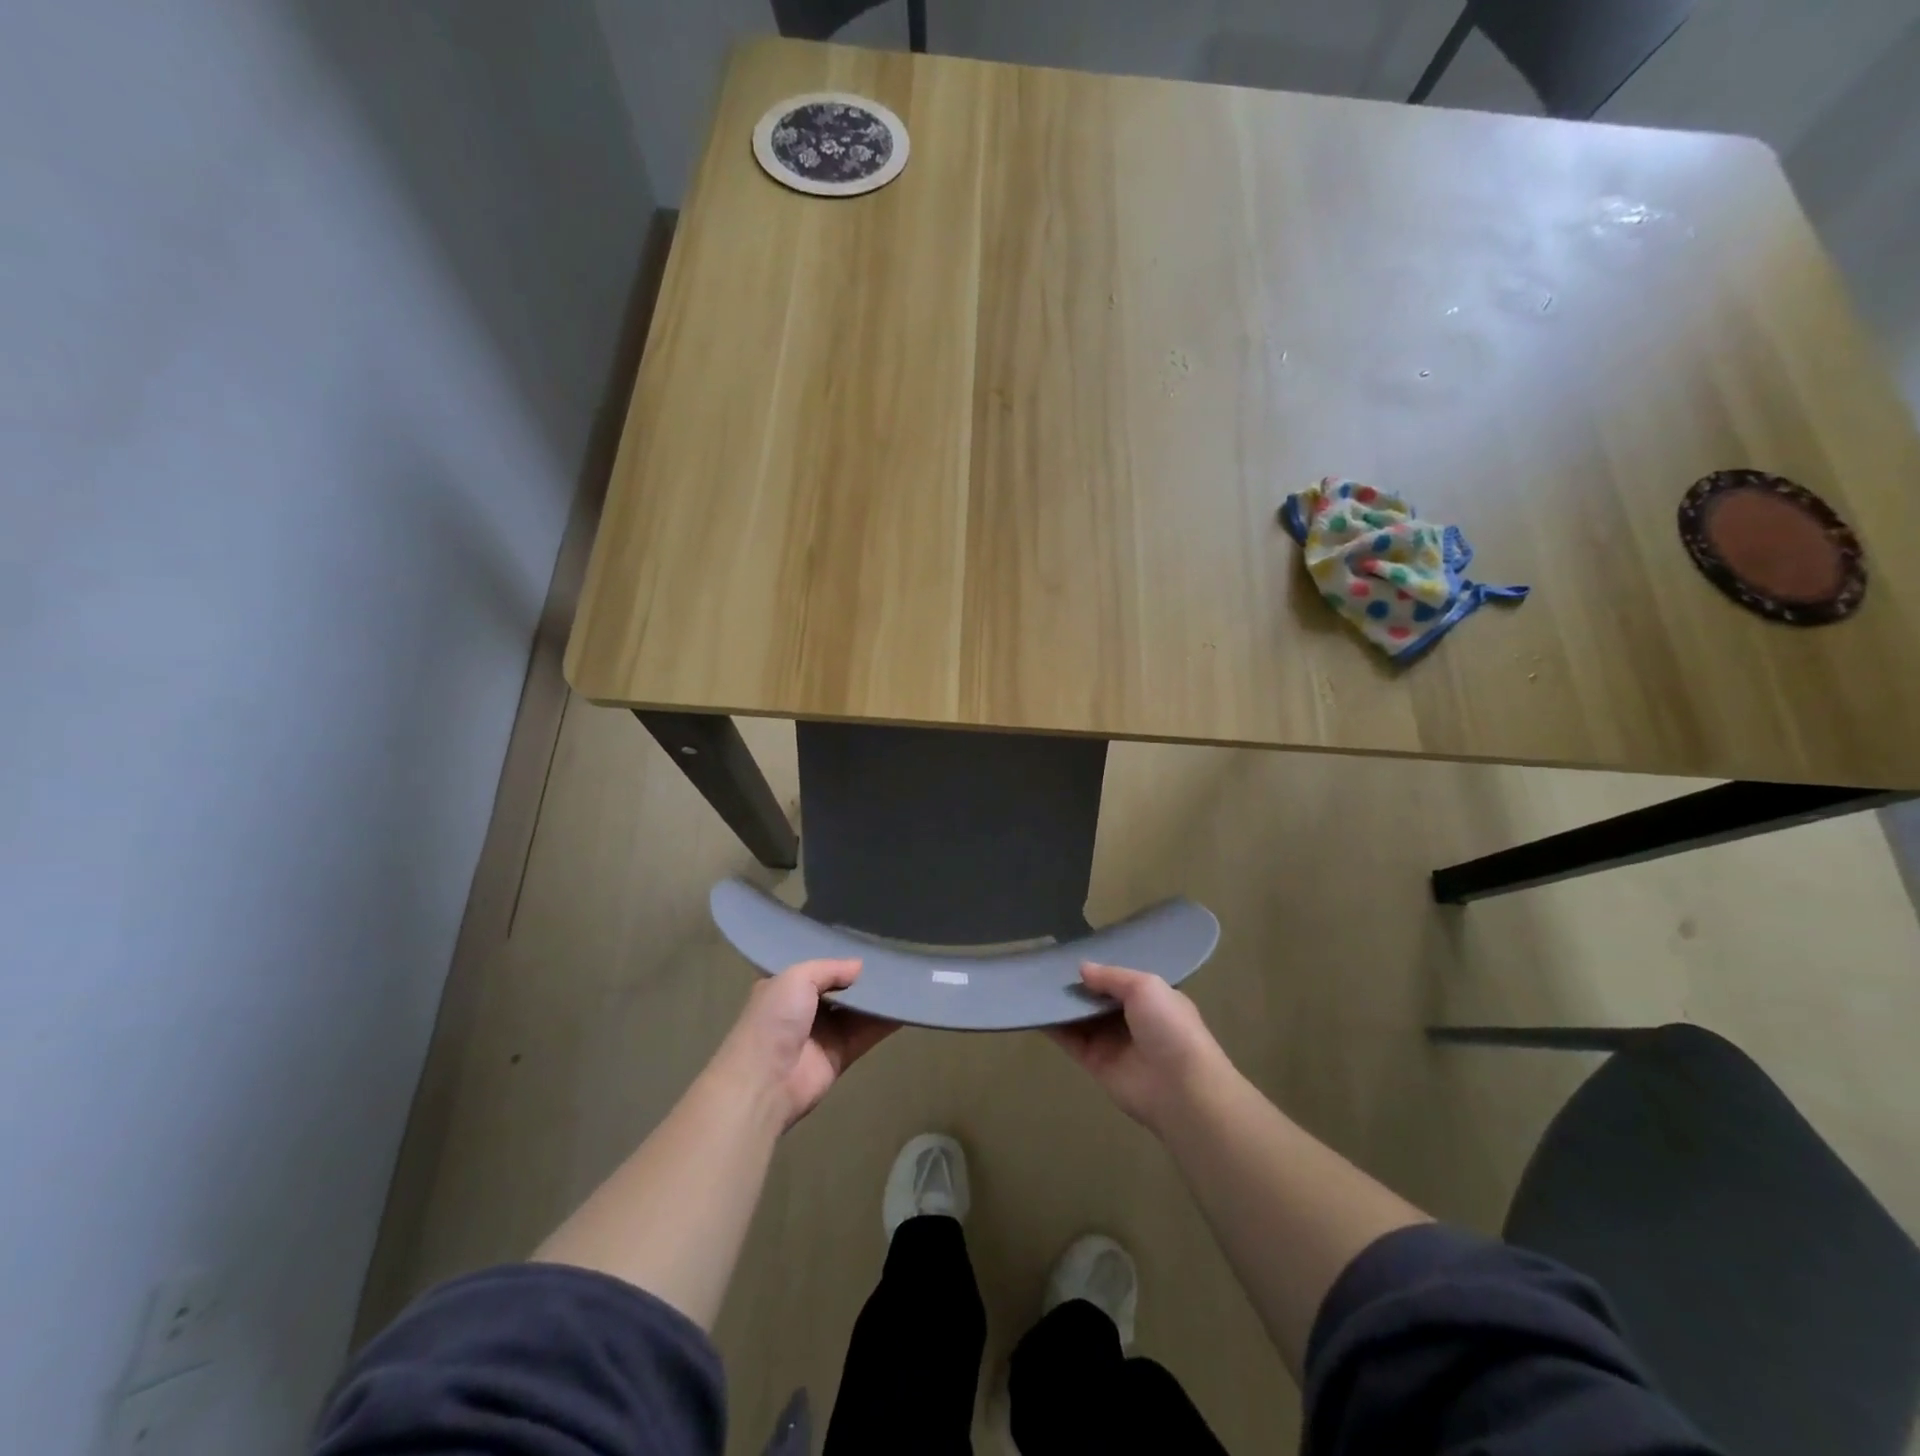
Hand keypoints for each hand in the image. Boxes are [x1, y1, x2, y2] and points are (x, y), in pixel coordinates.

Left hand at [709, 959, 895, 1130]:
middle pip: (839, 989)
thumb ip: (829, 968)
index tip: (865, 943)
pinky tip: (906, 1007)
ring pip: (856, 1011)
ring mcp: (822, 1034)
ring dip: (877, 999)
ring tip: (906, 977)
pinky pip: (866, 1034)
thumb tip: (859, 966)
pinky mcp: (839, 1057)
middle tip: (893, 958)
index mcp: (784, 987)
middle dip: (861, 978)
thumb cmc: (774, 1020)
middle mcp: (803, 1009)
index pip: (815, 968)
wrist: (765, 1082)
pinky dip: (885, 1022)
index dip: (837, 958)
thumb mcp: (796, 978)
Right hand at [1048, 962, 1230, 1129]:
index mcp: (1151, 999)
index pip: (1120, 980)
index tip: (1072, 952)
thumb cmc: (1169, 1027)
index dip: (1099, 968)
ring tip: (1032, 980)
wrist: (1179, 1087)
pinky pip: (1069, 1040)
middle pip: (1096, 998)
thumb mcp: (1145, 986)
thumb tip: (1082, 968)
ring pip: (1080, 1017)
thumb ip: (1111, 976)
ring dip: (1060, 1002)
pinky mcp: (1094, 1062)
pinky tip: (1033, 1007)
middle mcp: (1130, 1019)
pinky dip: (1052, 1025)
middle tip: (1045, 963)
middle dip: (1076, 984)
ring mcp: (1111, 1041)